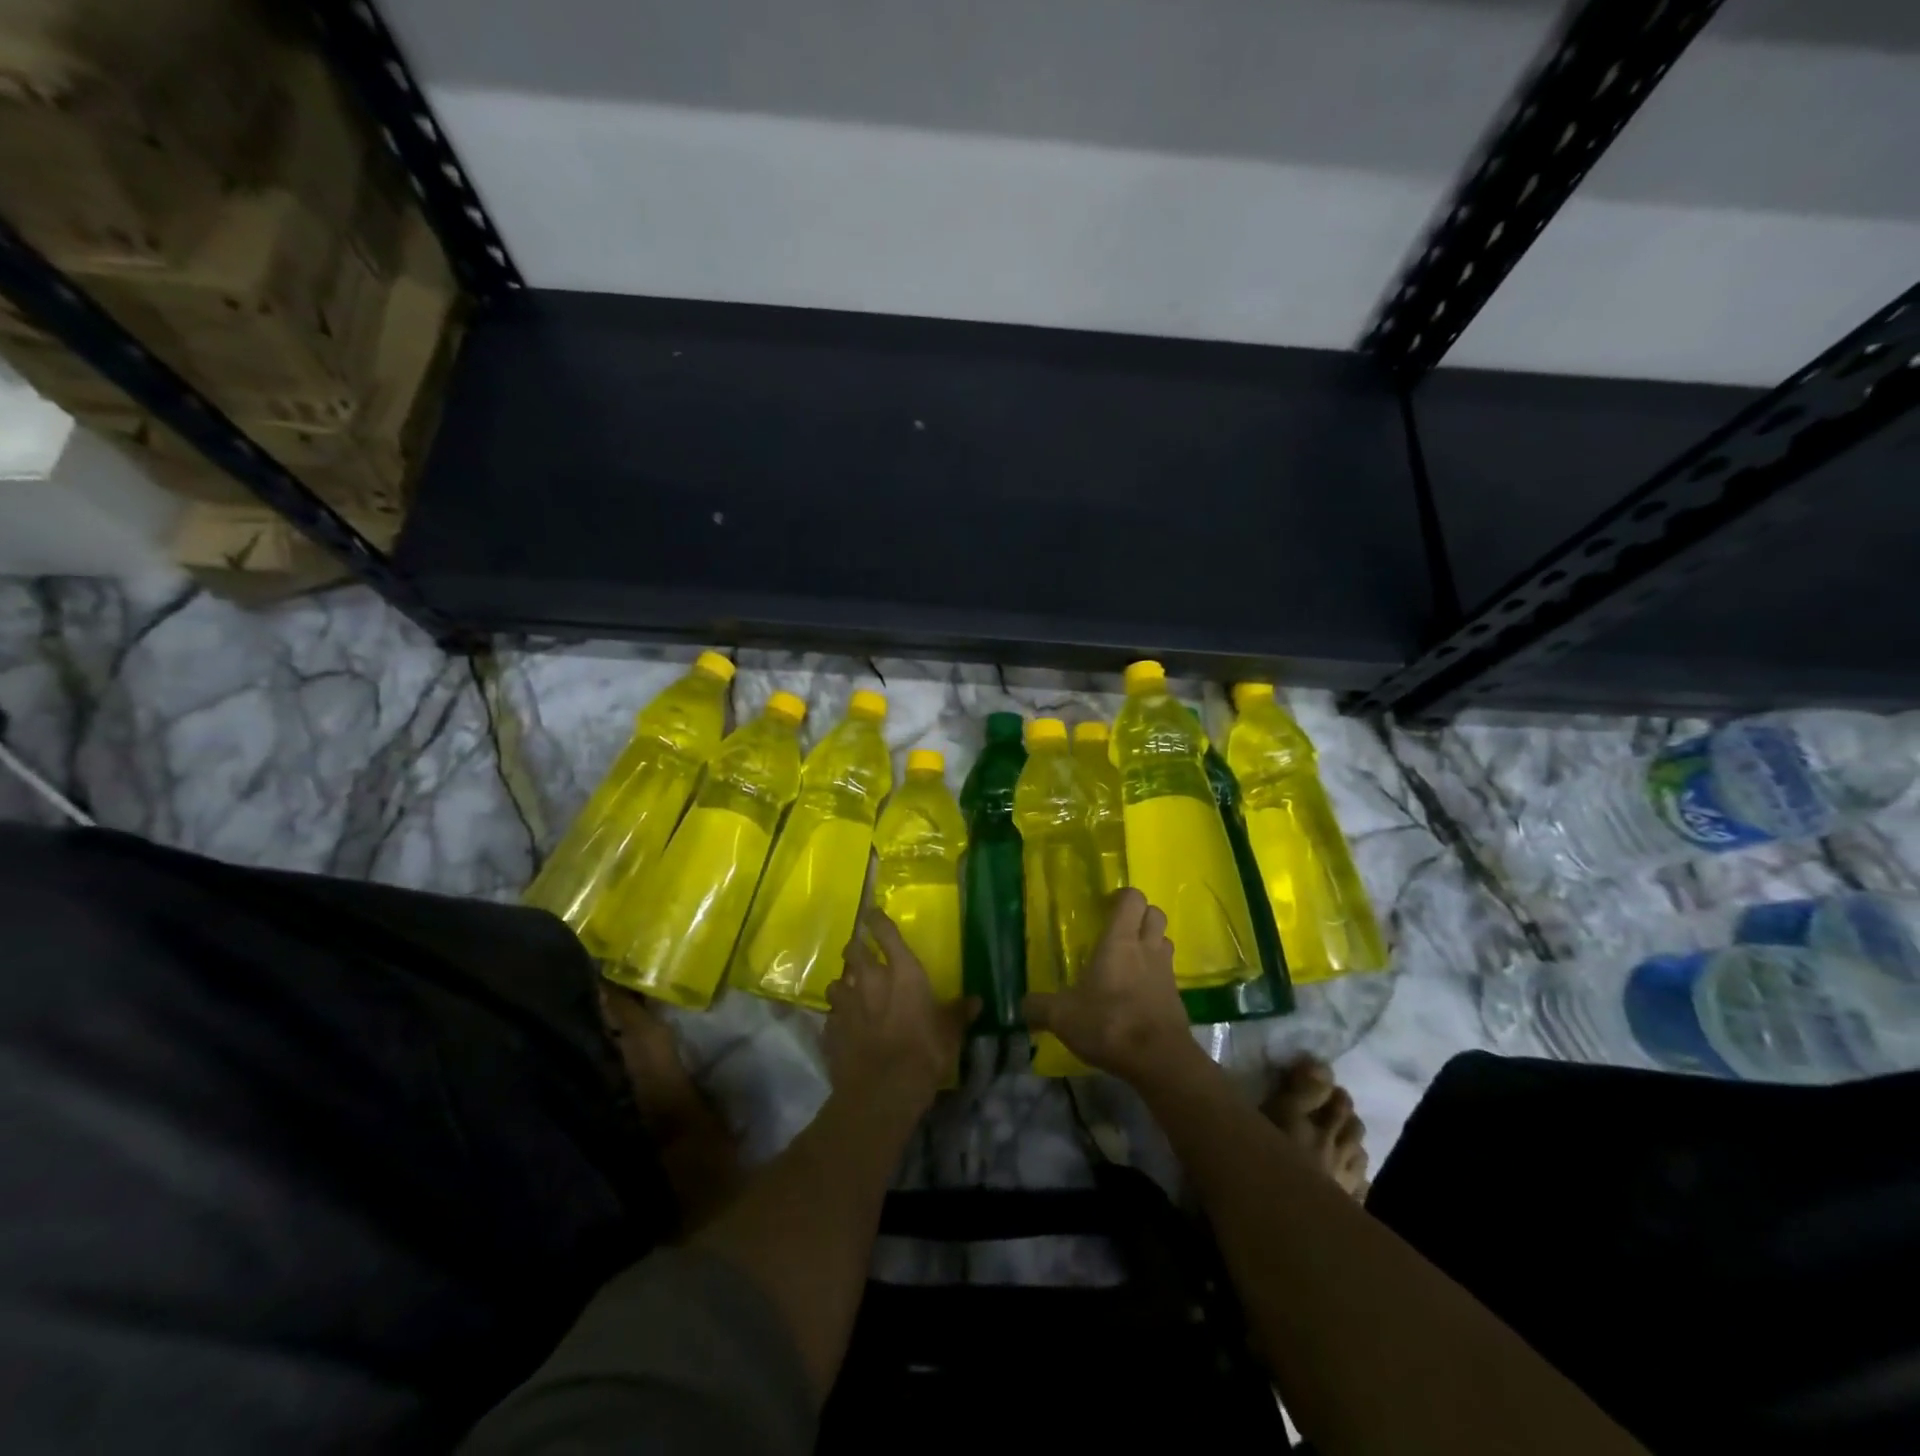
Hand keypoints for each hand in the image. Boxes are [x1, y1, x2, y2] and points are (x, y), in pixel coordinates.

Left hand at [824, 910, 976, 1119]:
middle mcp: (870, 980)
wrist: (882, 1091)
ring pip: (837, 982)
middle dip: (855, 948)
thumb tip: (976, 1001)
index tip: (871, 912)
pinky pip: (832, 1016)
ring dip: (844, 985)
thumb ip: (958, 1013)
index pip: (885, 933)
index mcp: (902, 972)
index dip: (877, 919)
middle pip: (853, 950)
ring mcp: (846, 1004)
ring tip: (851, 993)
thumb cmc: (923, 1053)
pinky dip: (838, 1018)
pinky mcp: (830, 1029)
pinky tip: (846, 1028)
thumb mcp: (950, 1033)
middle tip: (861, 953)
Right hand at [1023, 888, 1203, 1088]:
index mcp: (1119, 941)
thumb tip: (1022, 1006)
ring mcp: (1165, 972)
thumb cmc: (1109, 1023)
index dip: (1121, 896)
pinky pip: (1168, 973)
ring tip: (1129, 959)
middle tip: (1118, 929)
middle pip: (1155, 914)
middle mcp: (1146, 948)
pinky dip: (1156, 975)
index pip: (1132, 898)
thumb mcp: (1062, 1017)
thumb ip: (1039, 1007)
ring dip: (1151, 943)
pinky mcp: (1176, 998)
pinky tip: (1137, 994)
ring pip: (1164, 941)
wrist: (1159, 1061)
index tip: (1104, 906)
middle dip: (1140, 915)